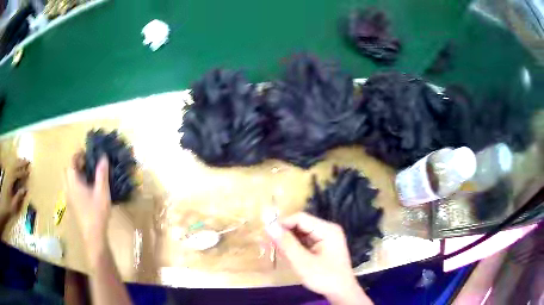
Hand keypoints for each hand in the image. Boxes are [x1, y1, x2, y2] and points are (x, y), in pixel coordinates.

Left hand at [0, 159, 29, 218]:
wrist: (2, 204)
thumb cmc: (7, 207)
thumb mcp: (13, 205)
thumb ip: (18, 197)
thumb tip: (25, 189)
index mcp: (10, 182)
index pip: (17, 174)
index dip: (23, 173)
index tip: (29, 172)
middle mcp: (8, 175)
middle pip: (15, 166)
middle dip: (21, 163)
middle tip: (28, 161)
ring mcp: (7, 175)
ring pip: (13, 165)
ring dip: (18, 162)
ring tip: (24, 160)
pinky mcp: (6, 176)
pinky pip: (11, 167)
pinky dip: (14, 164)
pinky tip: (16, 164)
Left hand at [66, 152, 110, 265]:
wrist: (93, 236)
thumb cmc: (97, 213)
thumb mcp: (102, 192)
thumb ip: (101, 173)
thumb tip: (103, 156)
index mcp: (73, 182)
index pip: (72, 162)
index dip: (79, 154)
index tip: (89, 153)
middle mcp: (68, 187)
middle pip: (67, 169)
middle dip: (75, 164)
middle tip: (87, 164)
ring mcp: (68, 197)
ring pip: (68, 179)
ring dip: (75, 173)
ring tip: (87, 175)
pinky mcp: (71, 204)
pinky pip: (70, 187)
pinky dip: (75, 182)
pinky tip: (86, 189)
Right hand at [266, 212, 371, 304]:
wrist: (341, 292)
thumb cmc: (324, 277)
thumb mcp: (302, 262)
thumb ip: (286, 244)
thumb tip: (268, 225)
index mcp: (327, 229)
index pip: (300, 218)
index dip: (282, 223)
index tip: (265, 234)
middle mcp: (327, 230)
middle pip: (300, 225)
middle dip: (283, 233)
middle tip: (266, 244)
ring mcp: (325, 238)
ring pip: (300, 233)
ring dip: (287, 241)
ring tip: (273, 250)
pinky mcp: (322, 247)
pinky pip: (304, 242)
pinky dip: (293, 247)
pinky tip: (285, 254)